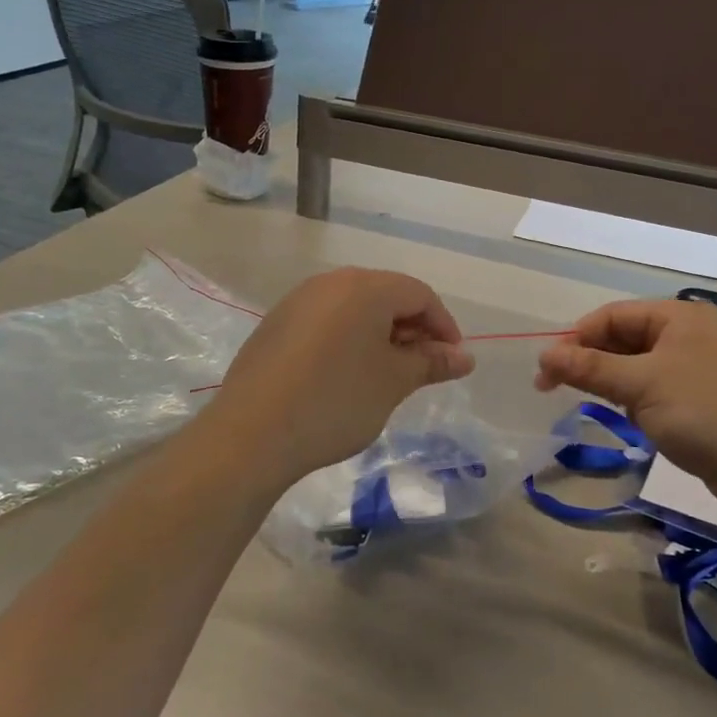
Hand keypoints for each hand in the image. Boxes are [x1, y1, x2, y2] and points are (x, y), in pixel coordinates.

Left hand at [204, 269, 474, 483]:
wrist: (252, 433)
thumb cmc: (335, 401)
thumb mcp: (393, 382)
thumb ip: (431, 363)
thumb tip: (464, 357)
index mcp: (364, 287)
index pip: (419, 294)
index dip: (443, 326)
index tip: (452, 362)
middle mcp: (329, 283)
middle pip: (385, 295)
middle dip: (411, 329)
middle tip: (421, 369)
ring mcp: (297, 301)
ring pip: (353, 308)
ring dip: (379, 335)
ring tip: (386, 374)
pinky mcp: (275, 325)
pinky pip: (325, 321)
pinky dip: (347, 340)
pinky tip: (345, 375)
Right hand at [535, 299, 716, 520]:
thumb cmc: (710, 415)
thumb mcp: (642, 386)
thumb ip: (589, 368)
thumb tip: (543, 354)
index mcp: (682, 316)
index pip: (613, 316)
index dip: (575, 339)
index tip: (546, 372)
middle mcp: (695, 335)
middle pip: (627, 340)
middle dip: (593, 363)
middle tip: (557, 391)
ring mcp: (708, 370)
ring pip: (644, 369)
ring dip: (617, 386)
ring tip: (600, 408)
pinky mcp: (715, 404)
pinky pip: (664, 392)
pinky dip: (643, 403)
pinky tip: (639, 424)